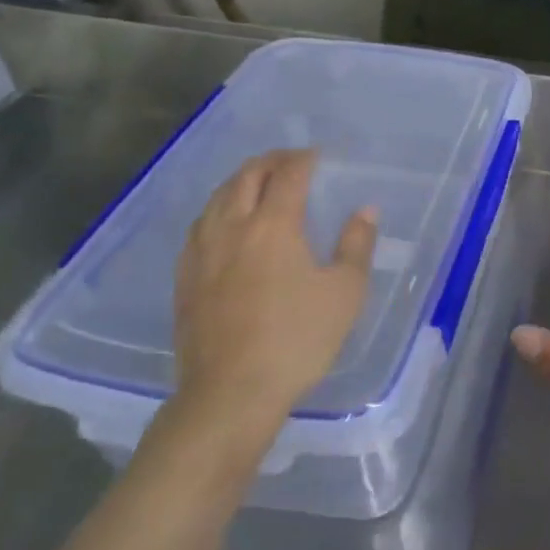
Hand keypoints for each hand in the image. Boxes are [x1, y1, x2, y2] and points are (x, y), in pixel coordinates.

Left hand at [173, 149, 376, 426]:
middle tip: (290, 161)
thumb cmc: (297, 340)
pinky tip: (223, 223)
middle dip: (270, 161)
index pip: (288, 175)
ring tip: (257, 183)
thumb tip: (365, 211)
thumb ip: (356, 245)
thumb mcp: (345, 293)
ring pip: (217, 198)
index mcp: (273, 226)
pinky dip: (218, 209)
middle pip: (246, 177)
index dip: (304, 159)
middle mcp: (232, 228)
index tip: (318, 155)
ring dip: (240, 181)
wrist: (230, 393)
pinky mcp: (184, 278)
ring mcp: (202, 253)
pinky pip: (199, 225)